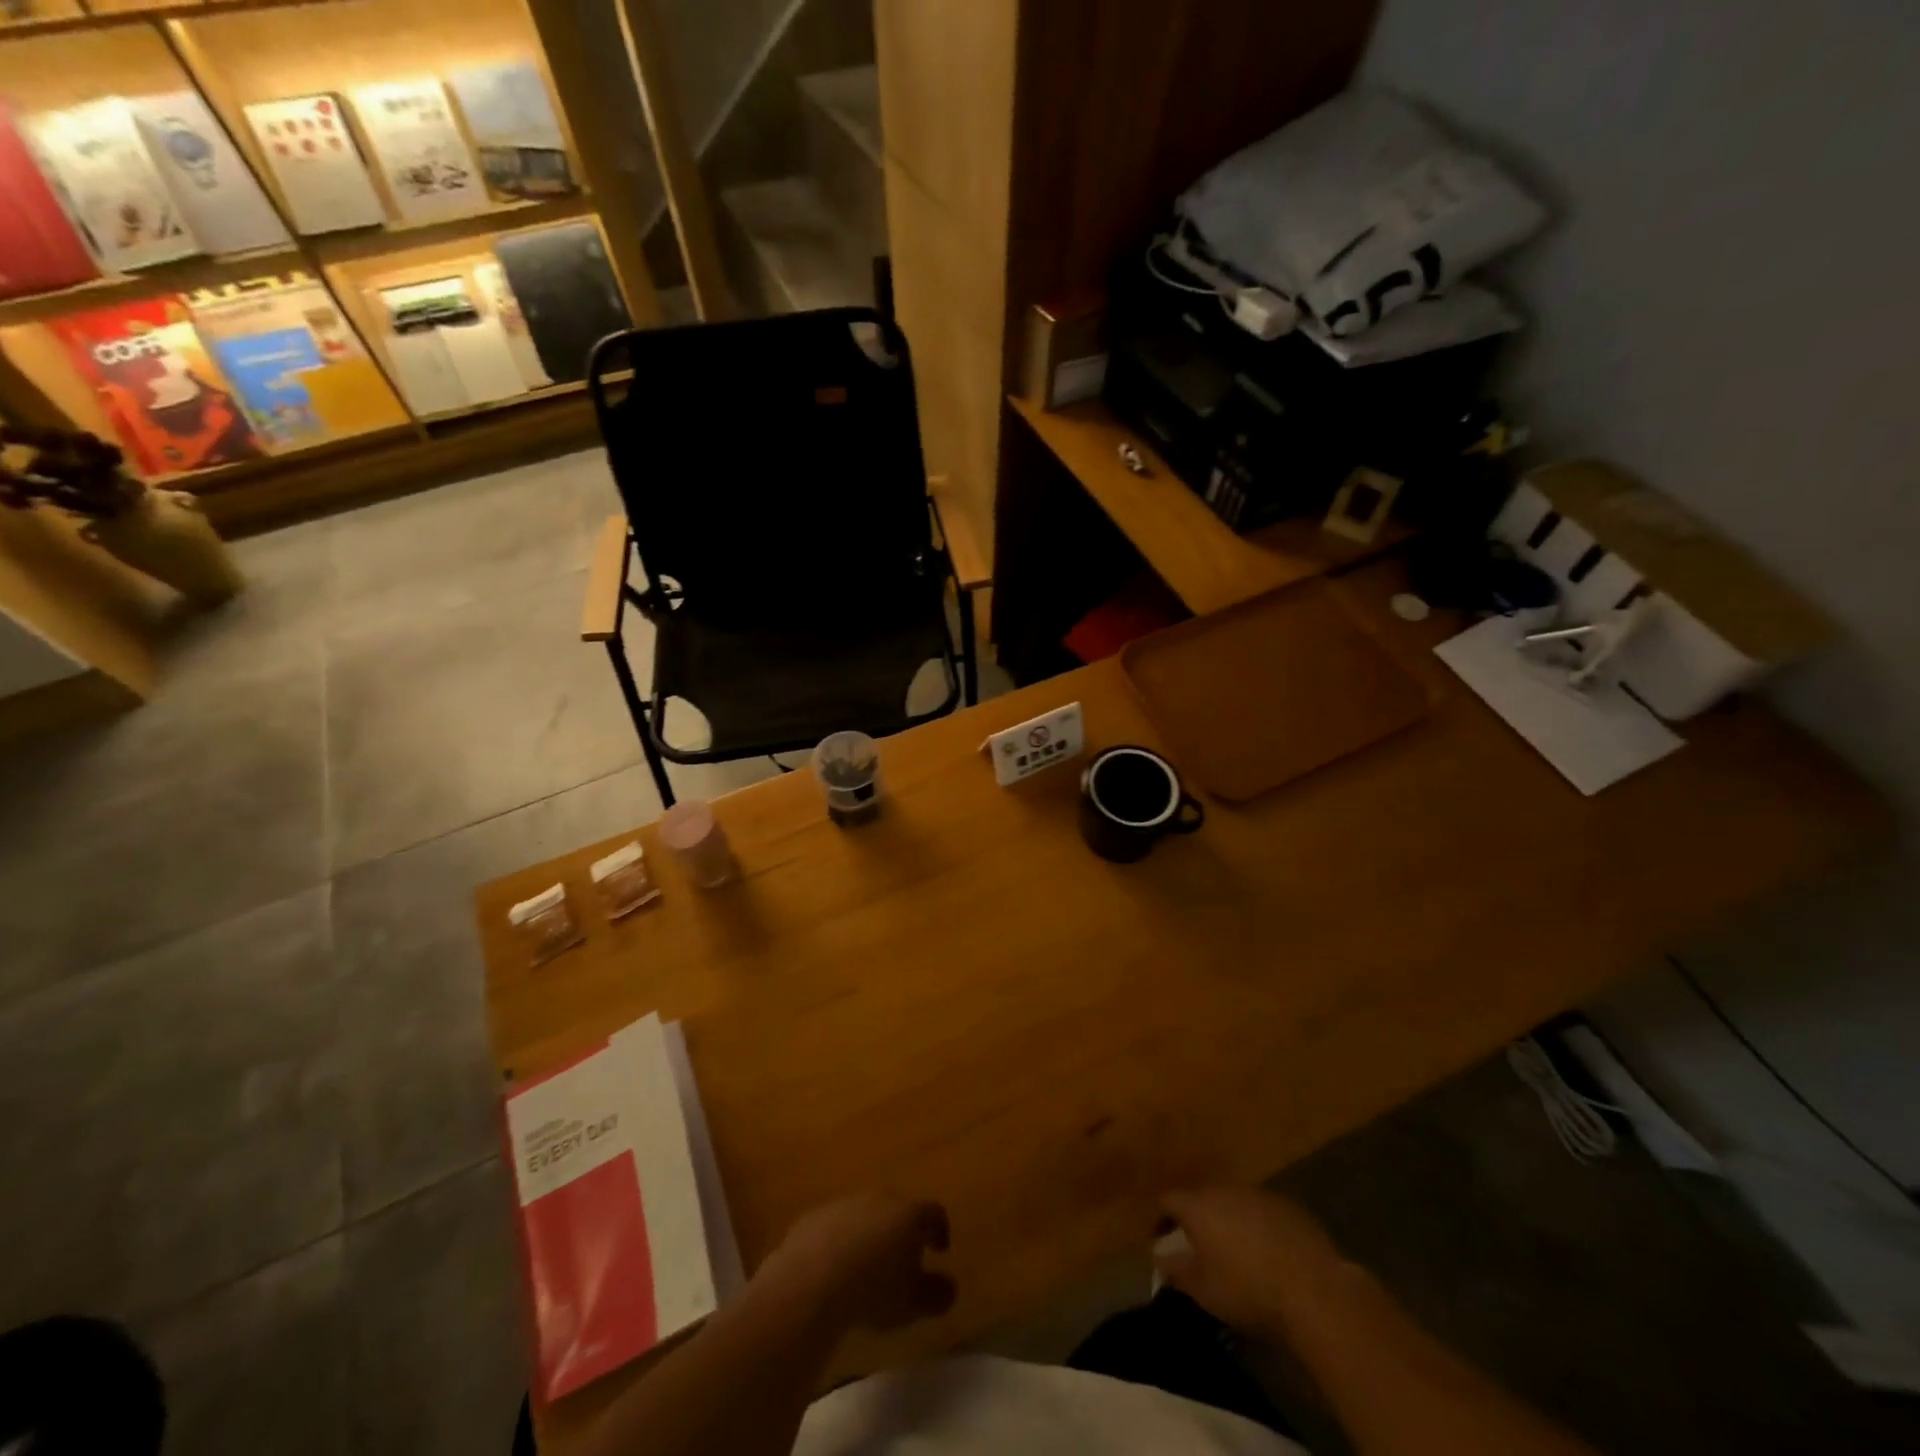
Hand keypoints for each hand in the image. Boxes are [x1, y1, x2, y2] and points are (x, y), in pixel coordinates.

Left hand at [762, 1192, 955, 1331]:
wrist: (810, 1282)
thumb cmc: (872, 1291)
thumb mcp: (913, 1303)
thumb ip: (937, 1294)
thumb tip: (950, 1286)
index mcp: (908, 1214)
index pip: (933, 1213)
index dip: (939, 1230)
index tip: (940, 1250)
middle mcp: (879, 1199)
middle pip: (897, 1208)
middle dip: (901, 1230)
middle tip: (902, 1259)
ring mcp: (844, 1203)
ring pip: (863, 1215)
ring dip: (868, 1234)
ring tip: (864, 1267)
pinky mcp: (813, 1216)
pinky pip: (834, 1226)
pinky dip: (839, 1241)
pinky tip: (832, 1269)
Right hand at [1156, 1186, 1350, 1337]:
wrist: (1315, 1291)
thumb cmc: (1248, 1291)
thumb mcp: (1204, 1291)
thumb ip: (1177, 1270)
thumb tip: (1161, 1257)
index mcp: (1199, 1205)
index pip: (1169, 1200)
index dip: (1161, 1219)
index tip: (1161, 1241)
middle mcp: (1226, 1190)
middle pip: (1202, 1197)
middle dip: (1197, 1219)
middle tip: (1199, 1246)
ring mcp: (1260, 1194)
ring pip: (1234, 1202)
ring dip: (1228, 1221)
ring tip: (1234, 1251)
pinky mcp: (1289, 1206)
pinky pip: (1262, 1212)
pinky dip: (1257, 1227)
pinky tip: (1267, 1254)